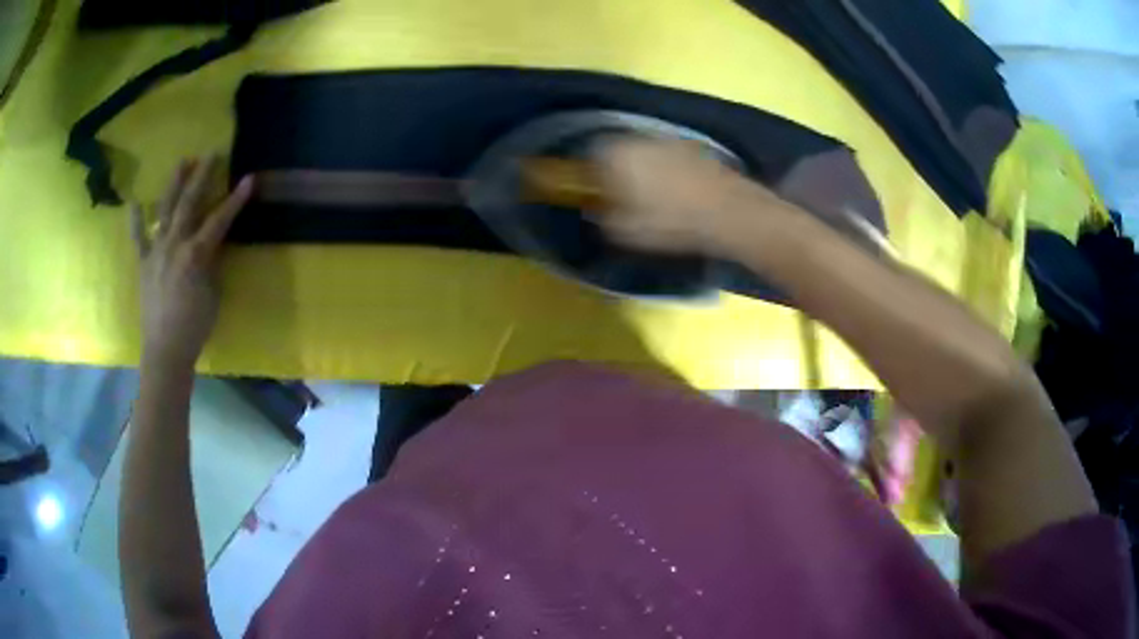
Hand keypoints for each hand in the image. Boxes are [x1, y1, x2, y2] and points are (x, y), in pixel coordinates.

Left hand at [130, 157, 253, 369]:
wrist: (165, 350)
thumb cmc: (195, 326)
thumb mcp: (213, 293)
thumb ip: (212, 262)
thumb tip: (212, 243)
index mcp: (196, 254)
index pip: (220, 219)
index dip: (236, 199)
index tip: (249, 177)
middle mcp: (175, 244)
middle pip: (190, 203)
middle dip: (202, 176)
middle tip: (211, 153)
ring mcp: (156, 251)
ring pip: (165, 210)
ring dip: (174, 184)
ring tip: (182, 162)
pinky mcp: (144, 263)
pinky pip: (138, 238)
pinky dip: (136, 220)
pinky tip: (134, 203)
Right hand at [591, 136, 772, 256]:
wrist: (728, 212)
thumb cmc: (670, 222)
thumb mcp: (626, 231)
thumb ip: (604, 218)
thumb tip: (598, 210)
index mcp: (616, 155)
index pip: (590, 156)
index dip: (592, 175)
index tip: (598, 192)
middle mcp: (638, 139)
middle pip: (618, 150)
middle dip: (618, 168)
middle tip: (623, 194)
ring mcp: (668, 140)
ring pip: (645, 152)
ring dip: (644, 168)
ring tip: (653, 195)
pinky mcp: (693, 147)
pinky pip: (669, 156)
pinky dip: (668, 169)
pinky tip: (678, 191)